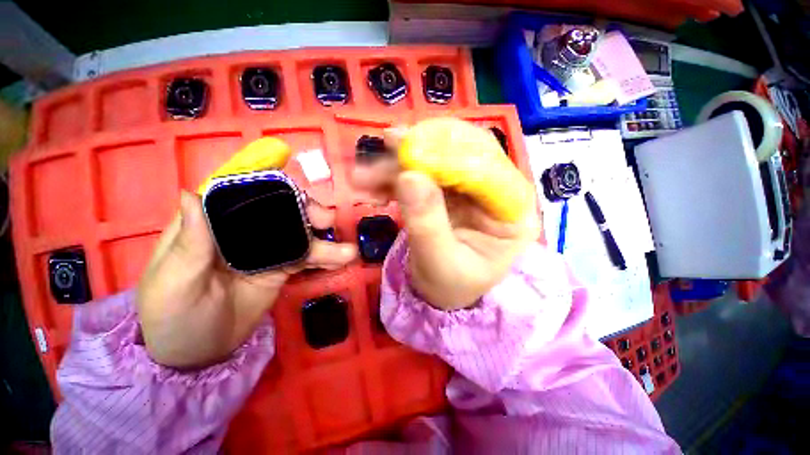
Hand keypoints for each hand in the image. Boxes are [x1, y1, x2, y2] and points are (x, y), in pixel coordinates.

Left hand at [136, 192, 356, 368]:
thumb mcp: (173, 283)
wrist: (195, 355)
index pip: (242, 194)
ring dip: (325, 242)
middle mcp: (243, 232)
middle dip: (307, 214)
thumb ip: (189, 242)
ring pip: (300, 237)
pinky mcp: (281, 269)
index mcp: (211, 225)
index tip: (296, 193)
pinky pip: (307, 259)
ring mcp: (266, 251)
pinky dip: (326, 259)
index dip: (271, 187)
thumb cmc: (172, 317)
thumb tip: (192, 193)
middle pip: (281, 212)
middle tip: (327, 224)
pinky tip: (343, 261)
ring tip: (348, 252)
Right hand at [352, 126, 540, 310]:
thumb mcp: (439, 262)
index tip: (411, 146)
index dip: (451, 153)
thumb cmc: (450, 285)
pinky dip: (396, 176)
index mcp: (513, 213)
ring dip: (401, 162)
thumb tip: (408, 177)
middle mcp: (498, 193)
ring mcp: (472, 189)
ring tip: (366, 173)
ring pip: (439, 159)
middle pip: (465, 153)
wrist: (441, 293)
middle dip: (422, 150)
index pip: (490, 169)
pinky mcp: (449, 191)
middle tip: (386, 144)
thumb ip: (427, 222)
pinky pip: (423, 173)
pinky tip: (374, 183)